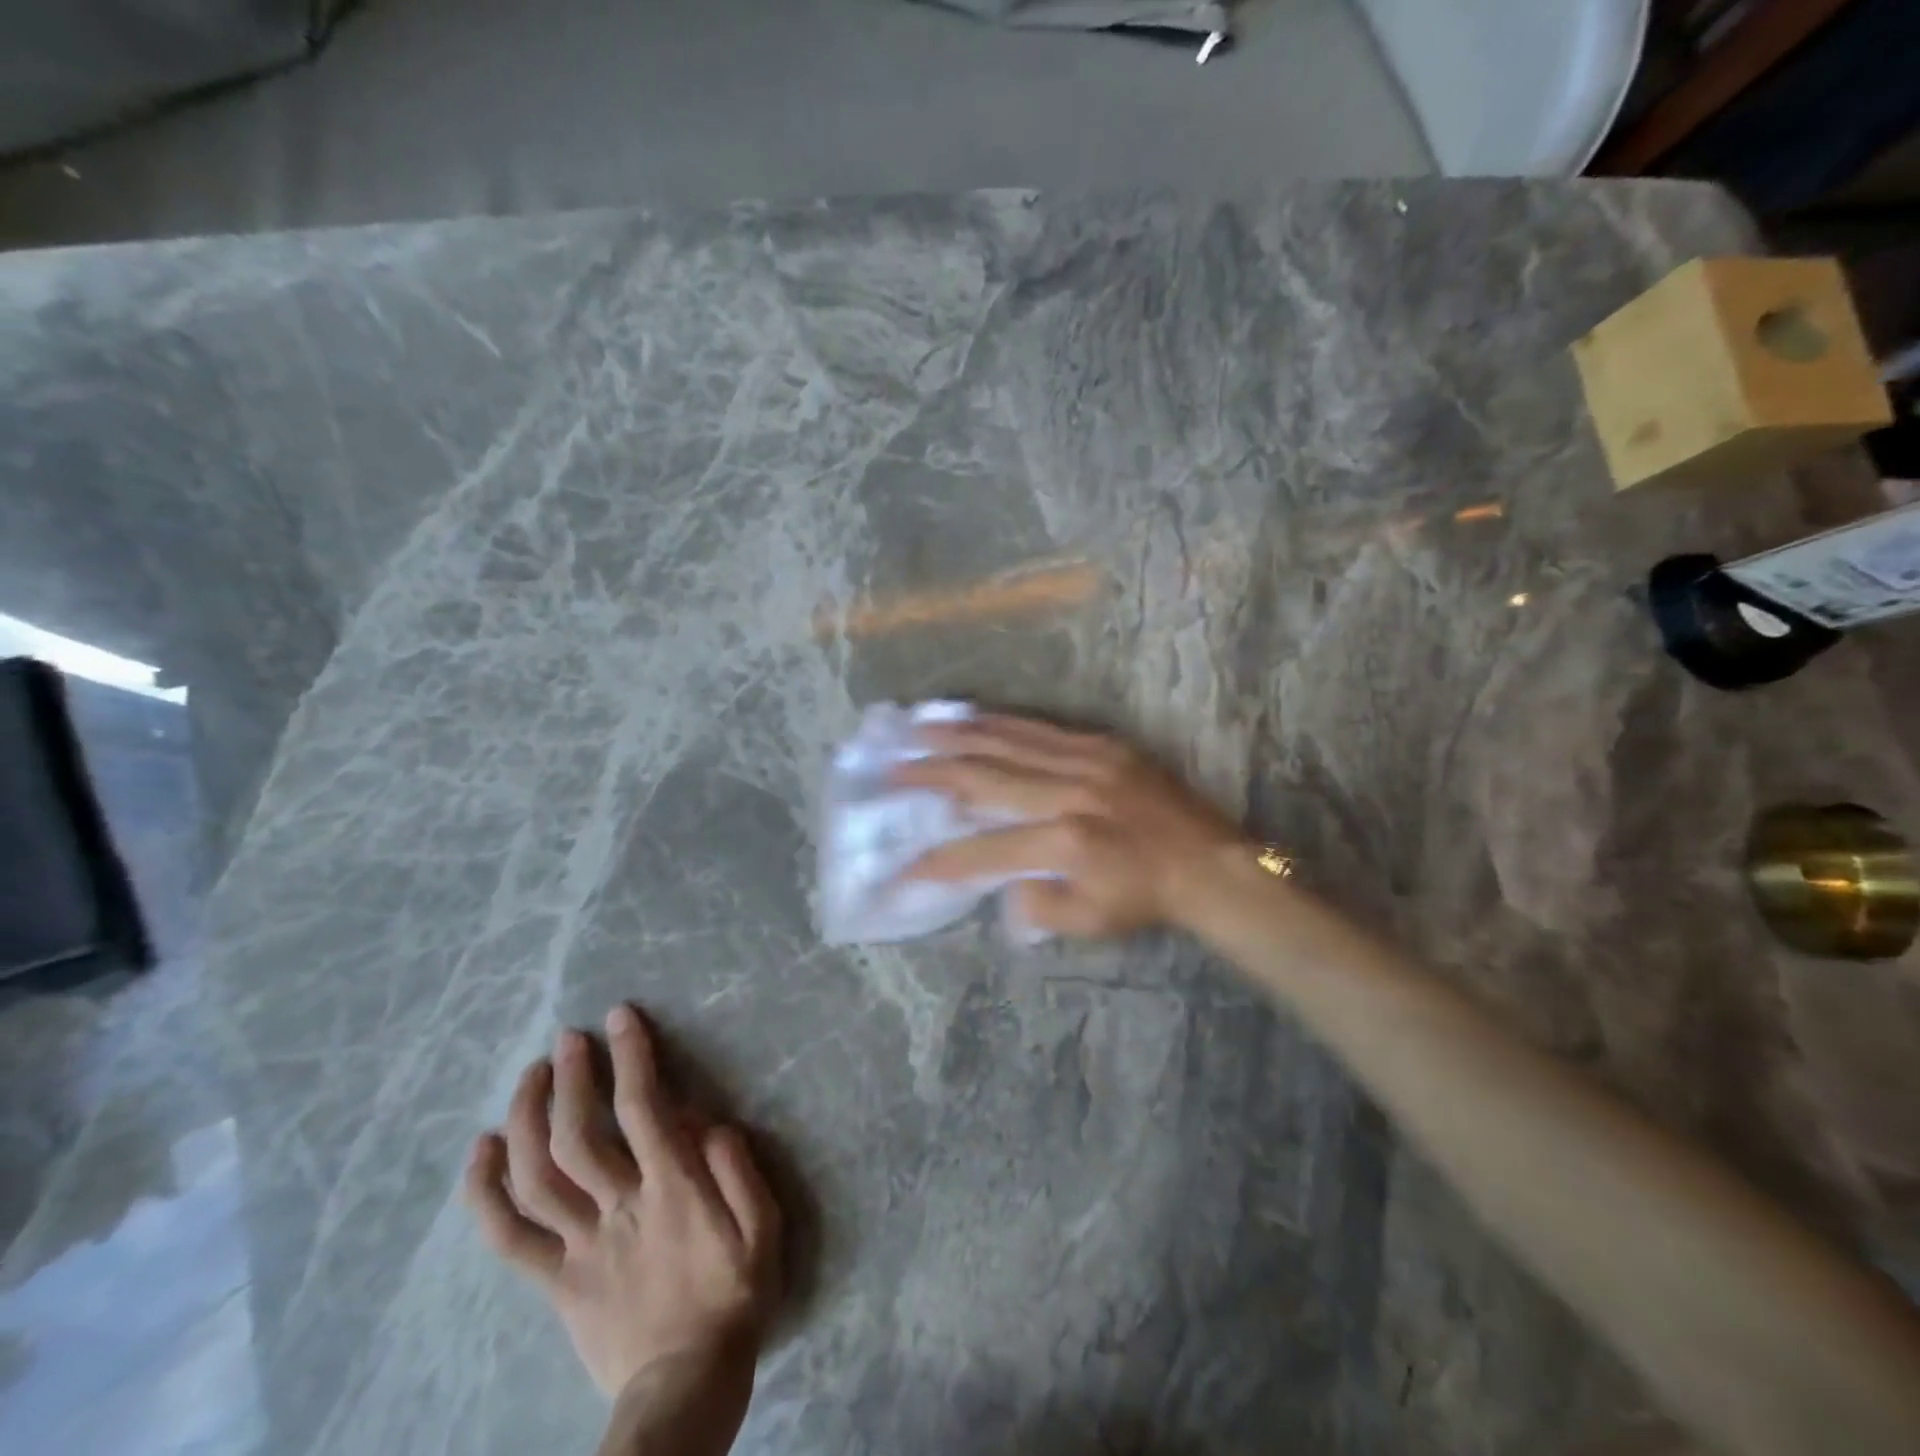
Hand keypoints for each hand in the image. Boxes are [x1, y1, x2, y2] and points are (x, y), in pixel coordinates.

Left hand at [463, 1005, 781, 1398]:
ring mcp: (579, 1246)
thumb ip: (741, 1173)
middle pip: (579, 1135)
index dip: (630, 1057)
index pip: (644, 1109)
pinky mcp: (554, 1280)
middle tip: (568, 1039)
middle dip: (571, 1078)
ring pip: (537, 1177)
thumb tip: (712, 1123)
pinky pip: (508, 1236)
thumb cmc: (733, 1297)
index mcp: (672, 1191)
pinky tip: (481, 1150)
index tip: (620, 1018)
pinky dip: (486, 1192)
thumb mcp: (764, 1230)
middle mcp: (619, 1208)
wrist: (685, 1387)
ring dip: (527, 1119)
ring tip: (531, 1076)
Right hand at [892, 713, 1250, 937]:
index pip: (981, 853)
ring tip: (916, 730)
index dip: (935, 863)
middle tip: (890, 767)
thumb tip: (997, 884)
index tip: (900, 869)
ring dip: (956, 736)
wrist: (1209, 863)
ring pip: (1007, 741)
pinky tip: (972, 716)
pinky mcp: (1102, 744)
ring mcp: (1086, 761)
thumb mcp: (1088, 923)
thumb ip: (1034, 907)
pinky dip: (1000, 722)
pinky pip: (1040, 728)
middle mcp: (1068, 793)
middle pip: (983, 778)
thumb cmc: (1145, 899)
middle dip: (929, 774)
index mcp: (1064, 843)